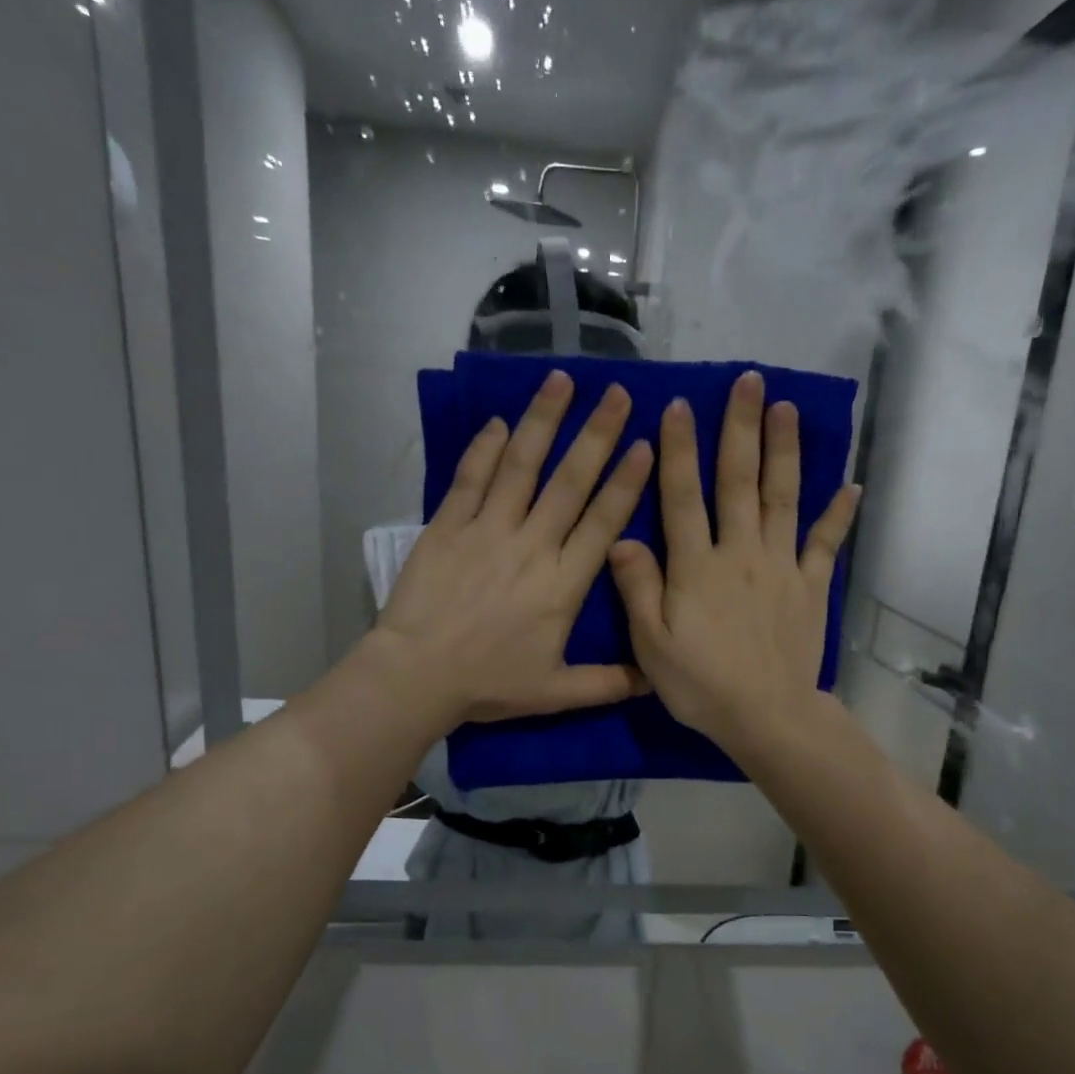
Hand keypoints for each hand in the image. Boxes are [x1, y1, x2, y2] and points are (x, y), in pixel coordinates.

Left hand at [373, 370, 655, 725]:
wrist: (418, 675)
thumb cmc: (489, 683)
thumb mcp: (557, 692)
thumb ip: (609, 683)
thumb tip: (656, 679)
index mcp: (564, 583)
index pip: (603, 522)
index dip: (626, 482)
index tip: (646, 444)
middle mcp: (532, 545)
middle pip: (570, 481)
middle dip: (597, 434)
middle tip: (618, 393)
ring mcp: (487, 530)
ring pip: (521, 466)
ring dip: (543, 421)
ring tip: (562, 380)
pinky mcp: (447, 527)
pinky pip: (470, 479)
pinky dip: (484, 449)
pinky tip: (498, 422)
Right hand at [608, 370, 859, 753]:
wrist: (765, 716)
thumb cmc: (700, 684)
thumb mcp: (651, 644)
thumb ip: (638, 588)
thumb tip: (624, 538)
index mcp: (696, 566)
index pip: (683, 497)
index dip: (680, 450)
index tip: (681, 406)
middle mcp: (739, 553)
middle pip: (739, 482)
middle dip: (741, 429)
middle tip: (748, 382)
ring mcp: (780, 567)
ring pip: (782, 498)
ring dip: (784, 451)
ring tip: (786, 408)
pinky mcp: (810, 587)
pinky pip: (824, 544)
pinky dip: (838, 515)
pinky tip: (851, 485)